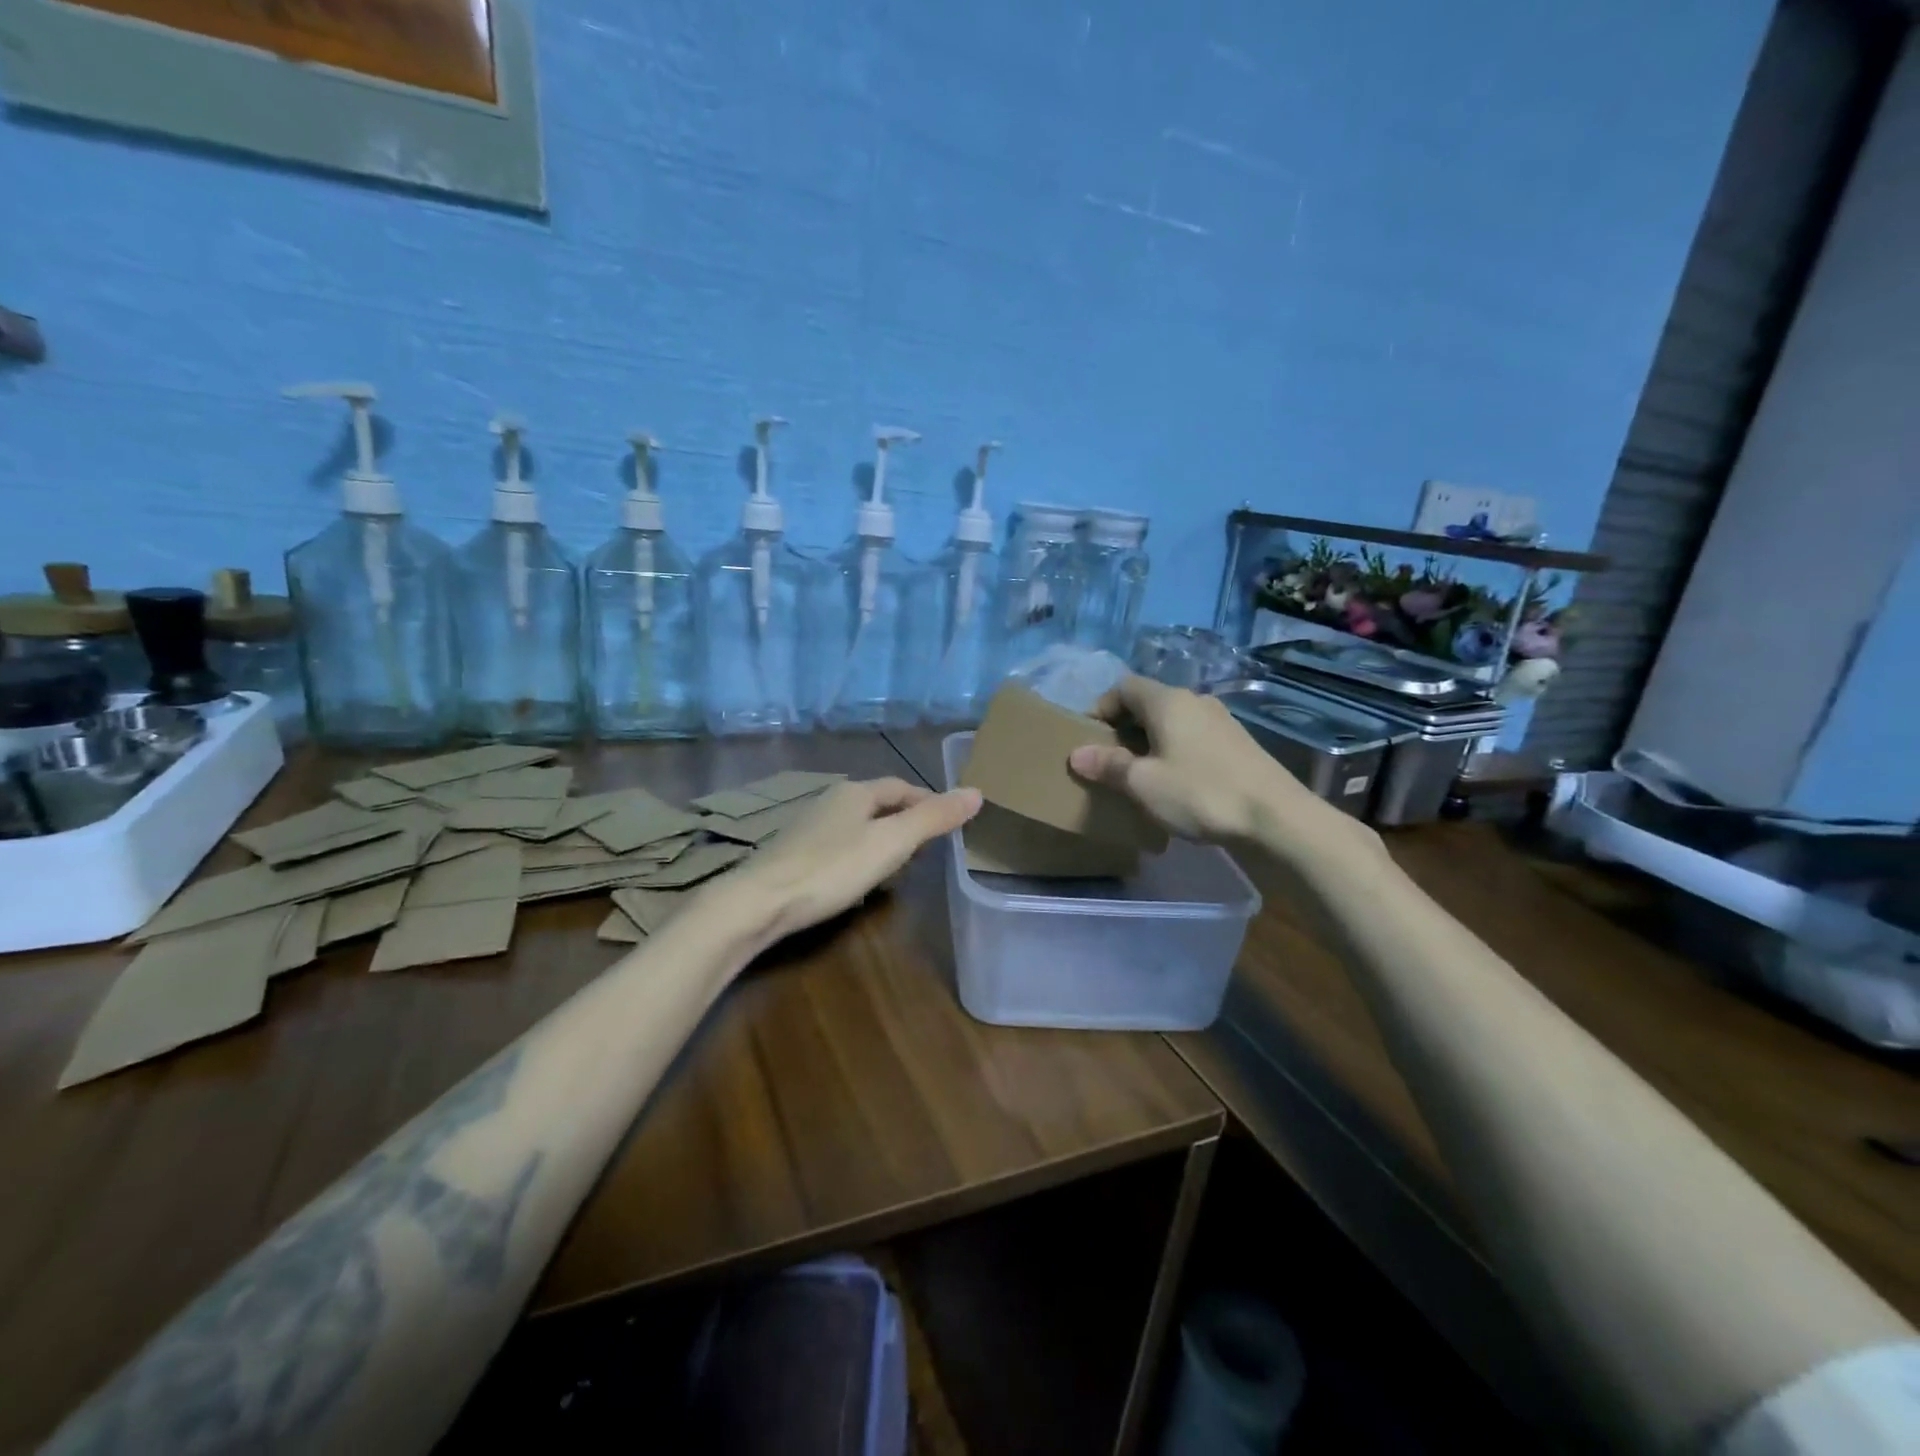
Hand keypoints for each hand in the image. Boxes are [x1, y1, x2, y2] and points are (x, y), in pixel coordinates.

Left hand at [722, 778, 980, 948]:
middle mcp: (829, 800)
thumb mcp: (892, 843)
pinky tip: (857, 879)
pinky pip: (837, 846)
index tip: (948, 822)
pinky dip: (857, 855)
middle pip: (877, 804)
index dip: (927, 801)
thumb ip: (933, 818)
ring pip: (856, 825)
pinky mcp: (792, 853)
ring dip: (880, 839)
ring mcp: (806, 826)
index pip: (900, 787)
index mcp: (855, 792)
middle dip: (904, 820)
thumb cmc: (832, 868)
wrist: (759, 901)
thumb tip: (976, 792)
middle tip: (929, 847)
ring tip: (899, 866)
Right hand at [1068, 675, 1371, 859]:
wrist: (1276, 818)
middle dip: (1123, 727)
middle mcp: (1194, 700)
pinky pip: (1192, 736)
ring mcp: (1220, 720)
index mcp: (1167, 701)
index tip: (1088, 740)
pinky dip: (1174, 750)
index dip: (1100, 709)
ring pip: (1171, 721)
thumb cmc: (1201, 794)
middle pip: (1147, 702)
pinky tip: (1175, 782)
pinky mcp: (1237, 742)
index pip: (1123, 687)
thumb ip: (1109, 765)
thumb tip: (1076, 754)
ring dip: (1149, 740)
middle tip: (1109, 761)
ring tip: (1139, 774)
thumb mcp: (1144, 783)